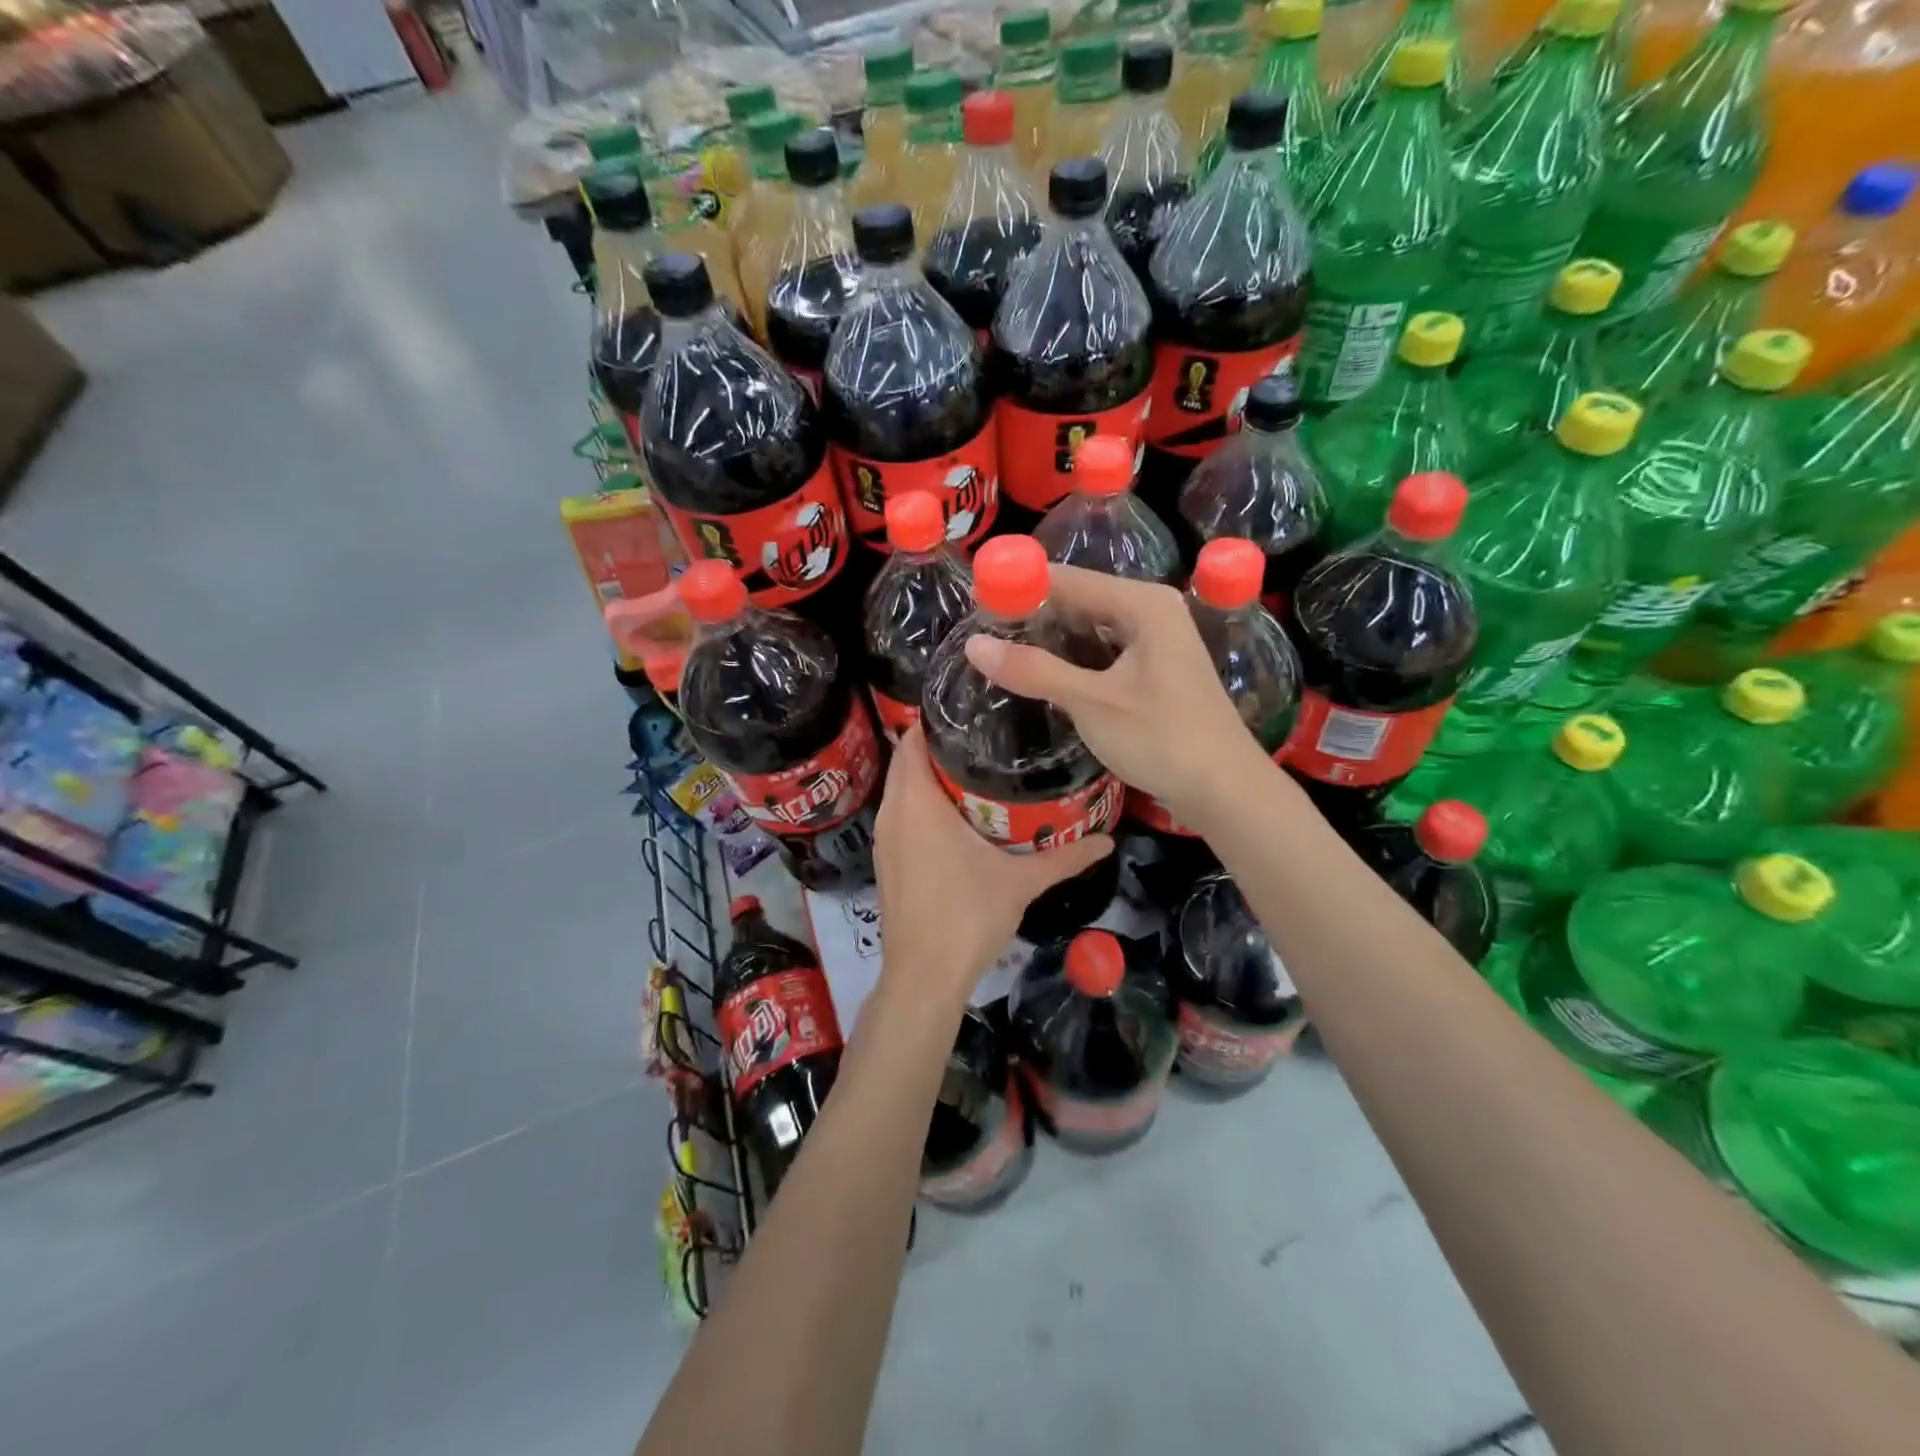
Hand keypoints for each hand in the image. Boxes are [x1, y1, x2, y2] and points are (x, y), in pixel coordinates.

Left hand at [874, 726, 1111, 1003]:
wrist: (924, 976)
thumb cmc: (967, 916)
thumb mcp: (1021, 882)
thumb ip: (1065, 858)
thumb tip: (1109, 841)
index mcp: (917, 803)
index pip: (912, 741)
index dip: (935, 722)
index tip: (971, 712)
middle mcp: (893, 813)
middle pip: (906, 762)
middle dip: (938, 748)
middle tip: (984, 738)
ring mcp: (885, 839)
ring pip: (901, 791)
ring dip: (928, 778)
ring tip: (974, 769)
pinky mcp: (887, 861)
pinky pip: (900, 816)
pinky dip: (920, 805)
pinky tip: (955, 816)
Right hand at [961, 564, 1278, 832]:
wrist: (1226, 790)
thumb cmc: (1162, 738)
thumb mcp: (1091, 703)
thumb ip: (1033, 670)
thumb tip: (973, 645)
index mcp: (1142, 604)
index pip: (1068, 579)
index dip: (1021, 586)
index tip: (975, 603)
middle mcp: (1152, 612)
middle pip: (1080, 599)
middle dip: (1033, 615)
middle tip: (982, 634)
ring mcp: (1157, 642)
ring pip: (1091, 628)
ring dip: (1051, 640)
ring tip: (1002, 653)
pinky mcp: (1156, 671)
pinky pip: (1104, 652)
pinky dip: (1073, 660)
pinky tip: (1043, 676)